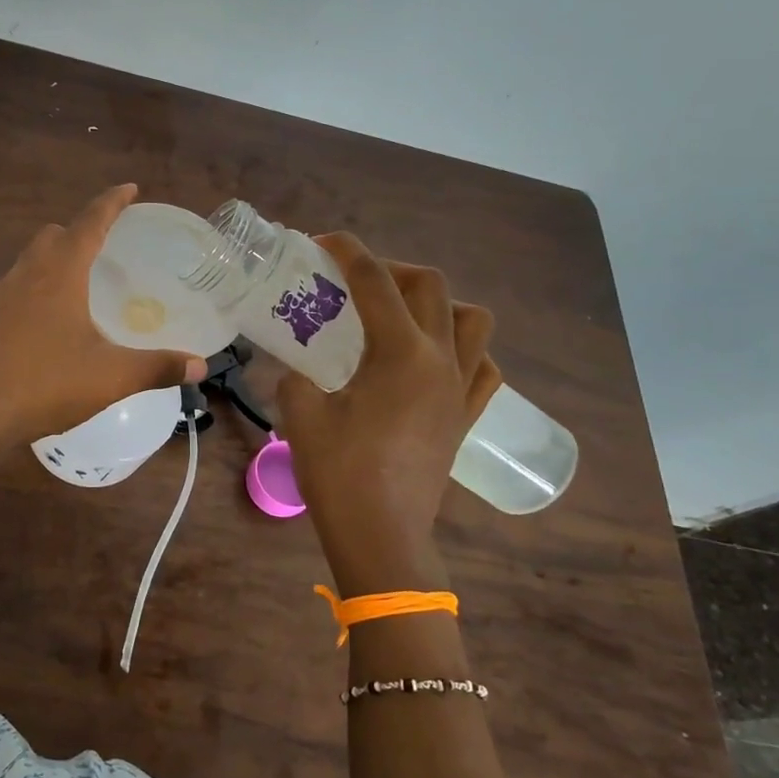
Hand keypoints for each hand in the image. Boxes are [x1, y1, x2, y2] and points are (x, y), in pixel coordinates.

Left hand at [0, 185, 207, 446]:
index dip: (112, 202)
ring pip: (25, 264)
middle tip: (102, 245)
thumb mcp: (111, 378)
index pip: (90, 222)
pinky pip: (6, 295)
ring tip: (73, 285)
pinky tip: (34, 323)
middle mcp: (25, 275)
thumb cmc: (45, 386)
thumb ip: (158, 368)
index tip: (130, 189)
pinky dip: (26, 296)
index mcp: (60, 274)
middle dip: (79, 232)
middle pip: (52, 236)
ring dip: (50, 262)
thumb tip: (200, 366)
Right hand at [278, 233, 500, 592]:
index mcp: (400, 353)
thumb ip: (295, 377)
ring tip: (402, 317)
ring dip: (438, 304)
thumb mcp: (300, 415)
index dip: (348, 251)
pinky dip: (465, 351)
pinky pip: (484, 368)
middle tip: (356, 284)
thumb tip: (294, 368)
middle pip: (431, 286)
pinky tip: (435, 362)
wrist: (381, 536)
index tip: (323, 242)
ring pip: (472, 320)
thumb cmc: (339, 474)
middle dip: (392, 270)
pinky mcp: (465, 417)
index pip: (375, 281)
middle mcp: (440, 360)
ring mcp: (461, 389)